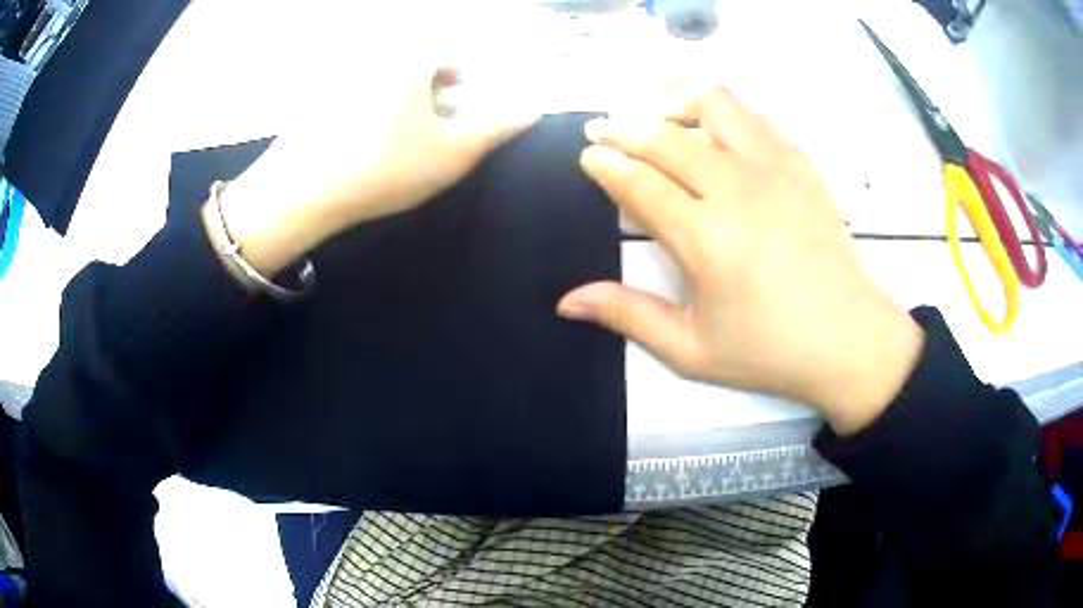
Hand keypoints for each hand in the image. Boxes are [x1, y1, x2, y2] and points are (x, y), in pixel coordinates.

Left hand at [203, 47, 537, 278]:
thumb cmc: (384, 166)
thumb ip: (498, 127)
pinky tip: (364, 146)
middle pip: (415, 68)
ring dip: (401, 105)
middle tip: (433, 131)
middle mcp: (374, 55)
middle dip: (432, 96)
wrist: (300, 193)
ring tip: (401, 143)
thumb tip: (533, 108)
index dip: (463, 85)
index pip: (449, 58)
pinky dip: (369, 113)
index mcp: (410, 57)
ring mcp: (338, 76)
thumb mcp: (452, 152)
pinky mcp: (313, 99)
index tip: (461, 113)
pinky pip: (355, 97)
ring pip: (384, 83)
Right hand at [558, 84, 923, 434]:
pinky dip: (730, 111)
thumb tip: (567, 301)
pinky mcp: (802, 166)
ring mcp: (774, 169)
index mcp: (704, 236)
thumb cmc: (770, 351)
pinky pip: (759, 118)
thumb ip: (628, 316)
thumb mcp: (691, 350)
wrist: (849, 340)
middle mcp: (736, 188)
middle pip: (667, 136)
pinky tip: (719, 125)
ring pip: (716, 105)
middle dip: (625, 125)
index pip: (639, 181)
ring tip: (658, 107)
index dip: (606, 163)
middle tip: (602, 127)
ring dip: (678, 98)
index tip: (588, 153)